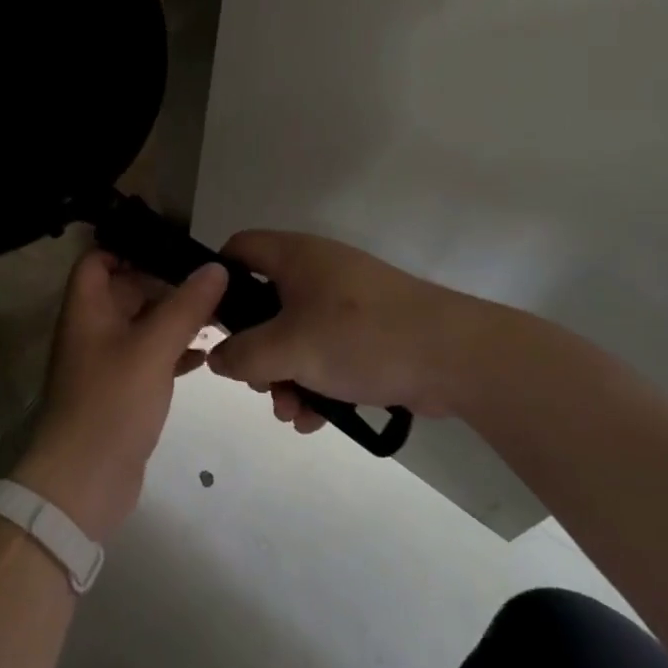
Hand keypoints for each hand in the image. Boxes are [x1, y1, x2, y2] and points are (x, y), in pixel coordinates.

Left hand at [12, 251, 227, 542]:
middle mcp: (93, 328)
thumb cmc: (112, 402)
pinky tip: (207, 353)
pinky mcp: (124, 389)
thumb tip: (215, 268)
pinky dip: (176, 350)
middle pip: (127, 289)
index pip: (98, 259)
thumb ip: (185, 306)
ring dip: (176, 318)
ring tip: (220, 313)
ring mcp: (108, 360)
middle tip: (213, 281)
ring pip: (143, 324)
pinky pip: (151, 356)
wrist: (84, 481)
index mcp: (87, 308)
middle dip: (166, 284)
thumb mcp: (152, 348)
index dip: (129, 247)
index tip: (174, 247)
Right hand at [205, 230, 537, 431]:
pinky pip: (326, 352)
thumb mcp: (290, 349)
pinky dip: (316, 381)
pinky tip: (317, 418)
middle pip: (264, 303)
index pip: (239, 249)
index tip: (210, 322)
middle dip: (256, 350)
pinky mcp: (370, 331)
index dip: (218, 280)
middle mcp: (318, 271)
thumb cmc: (361, 338)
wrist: (457, 357)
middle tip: (257, 382)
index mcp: (296, 257)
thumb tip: (217, 359)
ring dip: (285, 375)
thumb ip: (243, 356)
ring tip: (291, 412)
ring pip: (295, 335)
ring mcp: (346, 302)